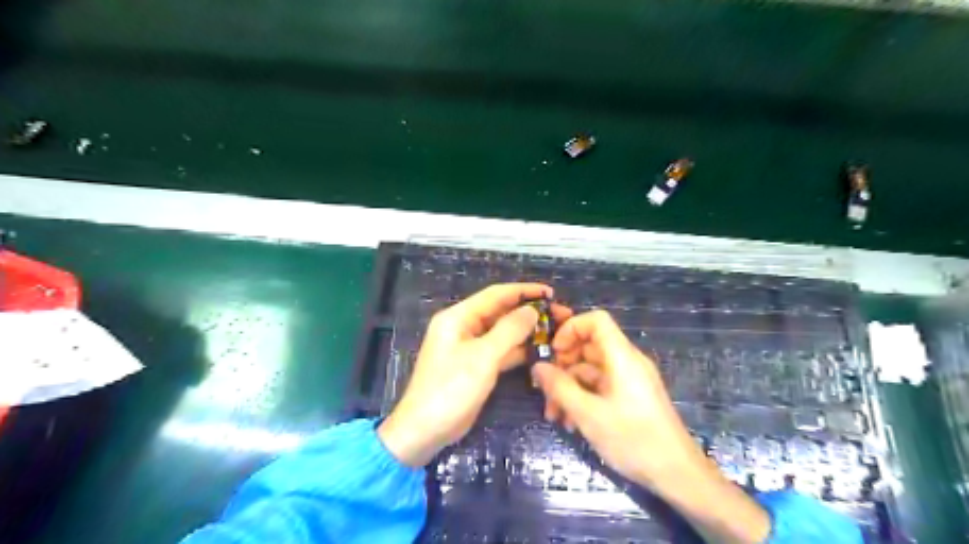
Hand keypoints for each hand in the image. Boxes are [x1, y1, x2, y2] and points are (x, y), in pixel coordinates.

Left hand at [377, 282, 568, 465]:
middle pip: (501, 312)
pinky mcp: (477, 366)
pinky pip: (501, 351)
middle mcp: (464, 327)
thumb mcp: (482, 357)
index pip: (495, 295)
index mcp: (458, 317)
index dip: (524, 291)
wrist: (425, 430)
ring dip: (527, 331)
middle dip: (529, 312)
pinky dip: (519, 350)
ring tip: (556, 331)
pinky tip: (541, 350)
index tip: (550, 293)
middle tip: (560, 314)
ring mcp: (470, 348)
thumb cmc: (451, 389)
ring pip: (503, 333)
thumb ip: (509, 330)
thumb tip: (532, 310)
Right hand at [532, 310, 768, 543]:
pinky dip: (583, 398)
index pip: (596, 320)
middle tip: (544, 388)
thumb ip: (560, 387)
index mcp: (622, 356)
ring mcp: (629, 380)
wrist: (677, 475)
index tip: (553, 352)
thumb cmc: (633, 439)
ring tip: (553, 415)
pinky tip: (571, 422)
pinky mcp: (630, 397)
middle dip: (562, 365)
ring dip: (569, 387)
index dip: (571, 328)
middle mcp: (627, 362)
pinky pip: (600, 386)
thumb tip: (538, 366)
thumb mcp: (588, 414)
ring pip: (591, 370)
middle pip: (589, 346)